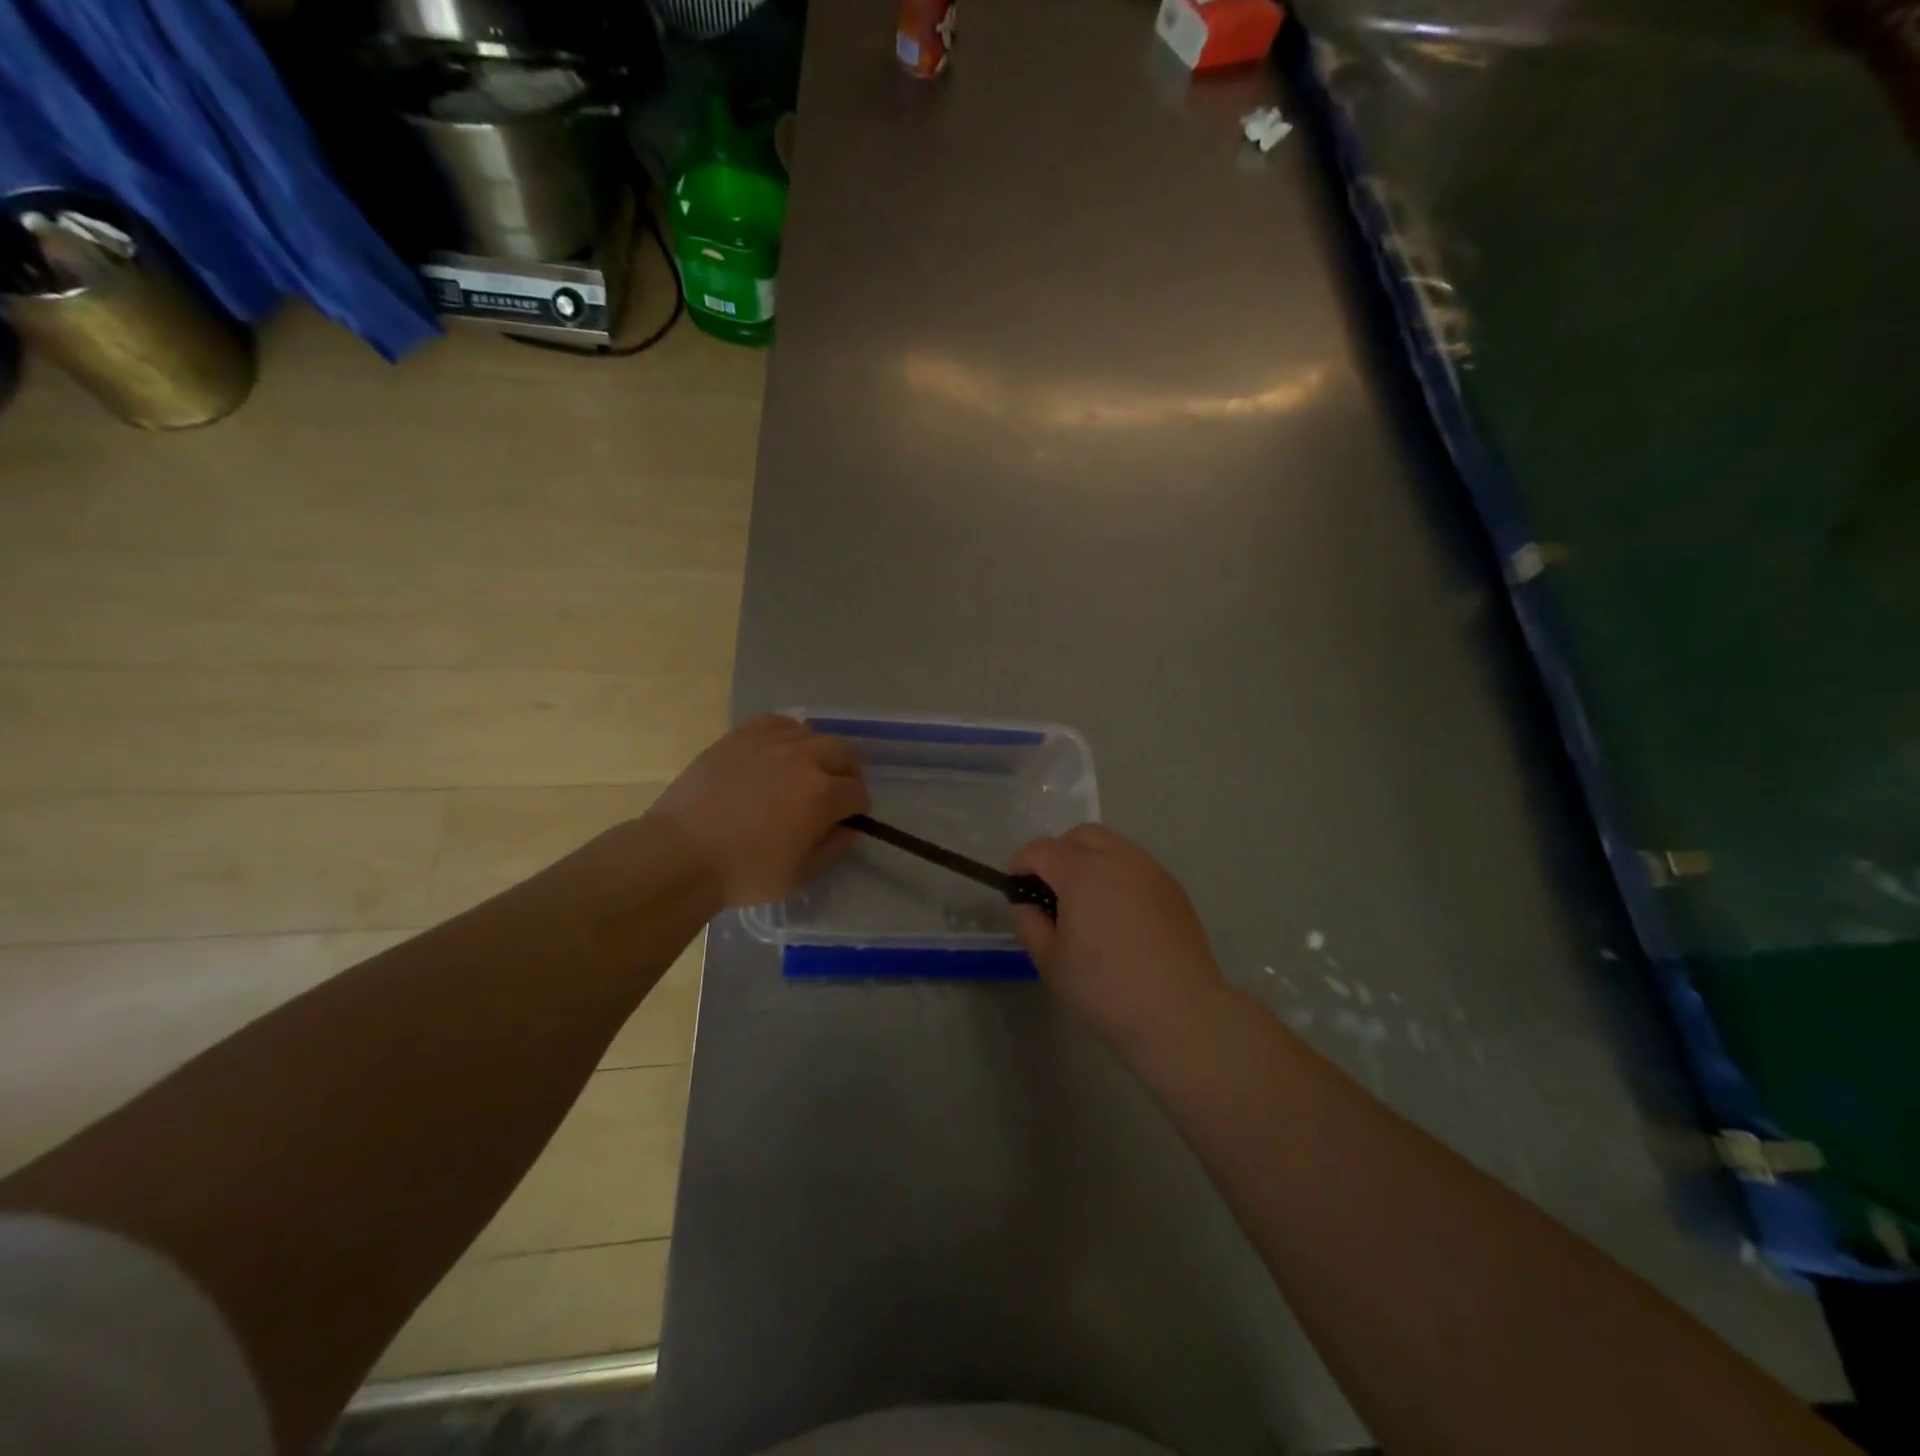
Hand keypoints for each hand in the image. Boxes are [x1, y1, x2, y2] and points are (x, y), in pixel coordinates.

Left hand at [645, 714, 870, 907]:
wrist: (680, 854)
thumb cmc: (744, 872)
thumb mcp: (799, 873)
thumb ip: (832, 847)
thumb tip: (850, 829)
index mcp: (823, 794)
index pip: (858, 791)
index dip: (858, 808)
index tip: (848, 819)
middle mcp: (803, 758)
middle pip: (842, 753)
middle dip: (846, 774)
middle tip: (834, 793)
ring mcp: (770, 743)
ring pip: (811, 734)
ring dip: (818, 752)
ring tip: (806, 770)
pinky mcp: (739, 737)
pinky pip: (776, 722)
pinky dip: (787, 733)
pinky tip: (780, 749)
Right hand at [1010, 825, 1229, 1053]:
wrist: (1179, 1012)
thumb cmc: (1105, 988)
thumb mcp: (1051, 962)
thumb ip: (1030, 924)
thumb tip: (1028, 905)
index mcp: (1081, 872)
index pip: (1041, 850)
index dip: (1021, 863)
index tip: (1015, 886)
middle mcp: (1117, 858)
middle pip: (1080, 835)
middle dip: (1058, 853)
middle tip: (1051, 890)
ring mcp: (1150, 870)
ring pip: (1112, 846)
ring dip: (1090, 860)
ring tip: (1087, 901)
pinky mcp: (1173, 887)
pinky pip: (1136, 866)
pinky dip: (1118, 875)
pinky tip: (1119, 914)